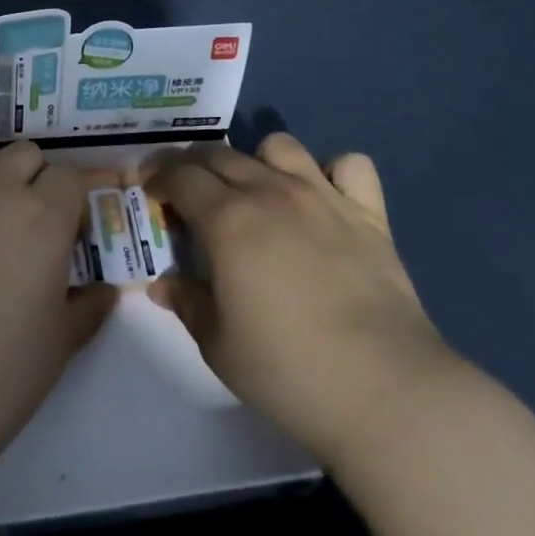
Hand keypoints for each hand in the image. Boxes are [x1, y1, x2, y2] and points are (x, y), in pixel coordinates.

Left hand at [0, 142, 116, 471]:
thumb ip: (90, 306)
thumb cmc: (0, 372)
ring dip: (1, 176)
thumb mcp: (62, 343)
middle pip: (28, 154)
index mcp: (44, 216)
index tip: (72, 239)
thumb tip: (105, 290)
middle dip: (40, 179)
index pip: (71, 178)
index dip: (77, 203)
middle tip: (38, 227)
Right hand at [147, 133, 452, 465]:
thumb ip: (187, 303)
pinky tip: (325, 199)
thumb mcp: (218, 345)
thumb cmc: (287, 370)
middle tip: (188, 192)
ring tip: (256, 191)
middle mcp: (271, 192)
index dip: (159, 178)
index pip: (181, 176)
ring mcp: (323, 197)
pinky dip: (333, 172)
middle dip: (195, 165)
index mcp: (228, 220)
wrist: (383, 389)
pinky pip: (350, 166)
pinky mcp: (368, 213)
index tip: (151, 191)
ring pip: (280, 145)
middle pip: (221, 155)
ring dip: (258, 160)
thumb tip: (162, 283)